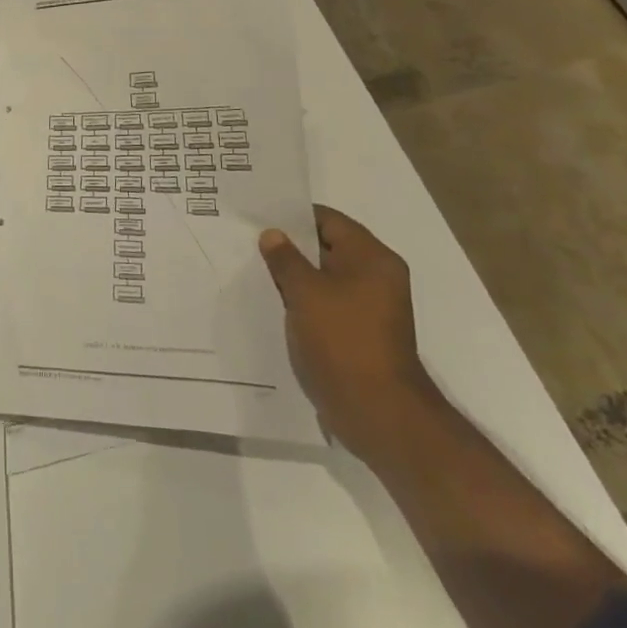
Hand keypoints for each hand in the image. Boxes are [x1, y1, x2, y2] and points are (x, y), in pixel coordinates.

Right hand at [258, 206, 436, 461]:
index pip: (328, 220)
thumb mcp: (305, 292)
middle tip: (250, 242)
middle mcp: (376, 277)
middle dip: (290, 246)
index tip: (259, 217)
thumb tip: (273, 234)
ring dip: (294, 277)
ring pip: (324, 278)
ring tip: (256, 271)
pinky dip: (303, 301)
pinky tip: (274, 304)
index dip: (293, 216)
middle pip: (327, 248)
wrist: (377, 411)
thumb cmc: (342, 340)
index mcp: (372, 258)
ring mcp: (369, 307)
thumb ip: (285, 258)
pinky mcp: (359, 333)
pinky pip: (326, 304)